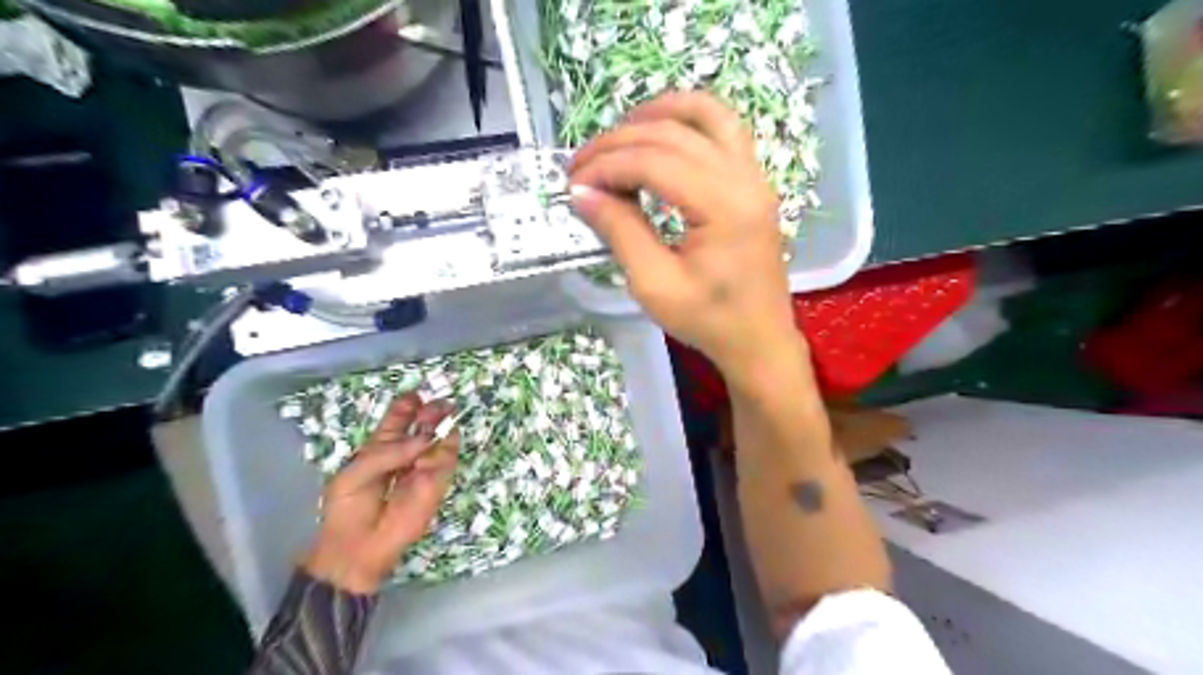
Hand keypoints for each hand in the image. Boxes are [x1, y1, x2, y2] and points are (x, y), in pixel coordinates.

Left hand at [307, 392, 462, 593]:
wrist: (356, 548)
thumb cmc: (346, 509)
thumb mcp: (355, 474)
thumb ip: (388, 454)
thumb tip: (424, 439)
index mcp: (381, 448)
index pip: (398, 420)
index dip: (407, 406)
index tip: (416, 395)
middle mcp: (406, 454)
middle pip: (423, 426)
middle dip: (431, 412)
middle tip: (441, 404)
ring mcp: (423, 469)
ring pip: (439, 441)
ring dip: (442, 427)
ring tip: (446, 414)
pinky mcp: (436, 485)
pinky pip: (447, 462)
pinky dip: (446, 451)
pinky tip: (442, 443)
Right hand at [568, 93, 808, 382]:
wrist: (758, 339)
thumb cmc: (708, 321)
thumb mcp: (655, 285)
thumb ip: (620, 231)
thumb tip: (582, 193)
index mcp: (723, 207)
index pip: (654, 162)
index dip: (607, 166)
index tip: (573, 183)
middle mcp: (745, 179)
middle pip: (673, 135)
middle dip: (619, 142)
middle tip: (581, 165)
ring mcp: (755, 176)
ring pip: (706, 116)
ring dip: (657, 114)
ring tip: (618, 133)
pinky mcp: (754, 182)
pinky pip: (724, 130)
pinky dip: (689, 120)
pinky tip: (661, 131)